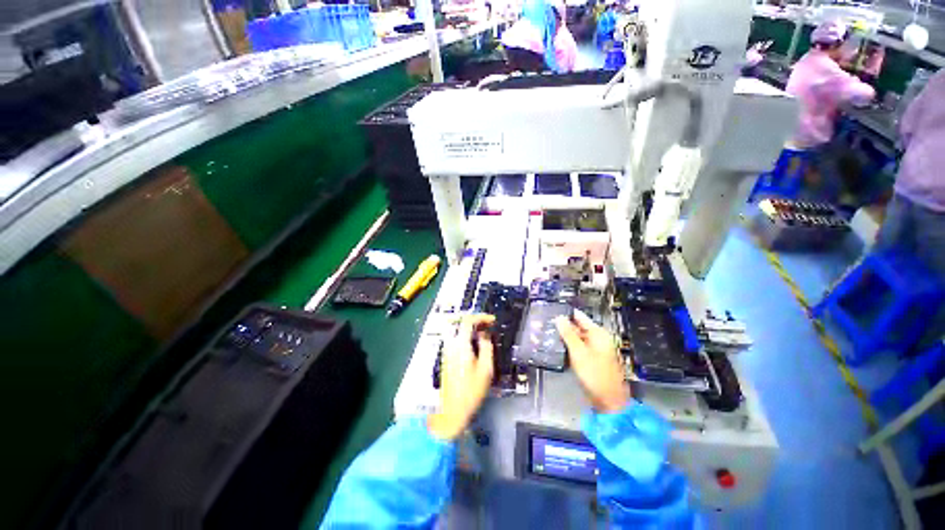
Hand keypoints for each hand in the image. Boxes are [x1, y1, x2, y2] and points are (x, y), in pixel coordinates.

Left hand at [428, 314, 495, 439]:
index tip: (492, 321)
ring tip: (483, 333)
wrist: (450, 410)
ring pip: (457, 330)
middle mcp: (450, 344)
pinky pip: (455, 338)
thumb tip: (485, 334)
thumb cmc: (471, 392)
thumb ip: (486, 347)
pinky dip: (465, 335)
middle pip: (460, 323)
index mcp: (460, 345)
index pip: (468, 321)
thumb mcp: (486, 370)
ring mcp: (446, 350)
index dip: (481, 317)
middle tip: (487, 325)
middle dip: (475, 320)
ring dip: (470, 327)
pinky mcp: (445, 356)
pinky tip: (474, 343)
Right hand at [556, 310, 630, 413]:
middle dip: (563, 327)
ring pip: (577, 338)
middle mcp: (598, 339)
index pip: (579, 316)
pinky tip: (558, 348)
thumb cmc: (595, 375)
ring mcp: (596, 349)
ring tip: (548, 335)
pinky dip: (570, 347)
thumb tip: (559, 317)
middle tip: (546, 326)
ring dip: (565, 337)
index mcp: (598, 333)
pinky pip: (579, 348)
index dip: (565, 314)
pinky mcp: (592, 359)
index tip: (550, 313)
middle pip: (578, 327)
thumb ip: (568, 334)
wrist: (609, 402)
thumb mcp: (579, 353)